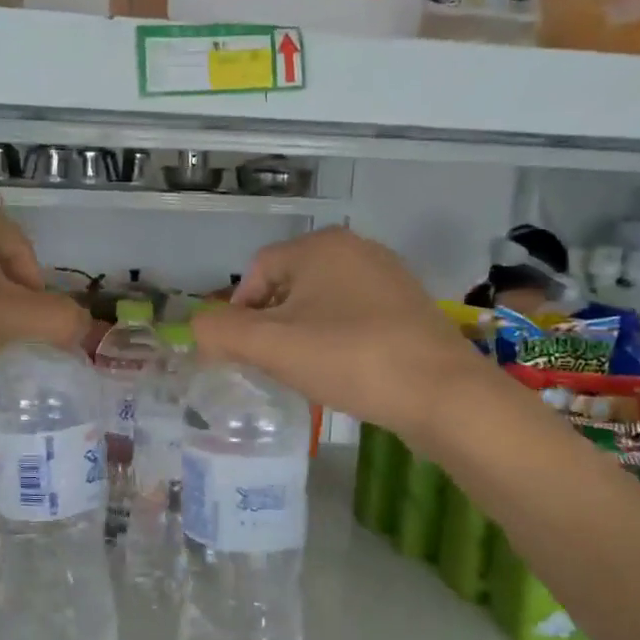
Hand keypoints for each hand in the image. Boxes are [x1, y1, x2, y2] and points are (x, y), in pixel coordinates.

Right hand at [191, 228, 482, 439]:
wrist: (441, 393)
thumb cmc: (349, 359)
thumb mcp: (271, 347)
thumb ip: (221, 332)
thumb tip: (198, 328)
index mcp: (320, 245)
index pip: (256, 271)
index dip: (238, 313)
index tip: (241, 354)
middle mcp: (356, 249)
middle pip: (288, 285)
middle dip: (271, 325)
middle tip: (271, 365)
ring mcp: (388, 277)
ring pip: (321, 303)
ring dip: (303, 334)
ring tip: (305, 372)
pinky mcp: (409, 307)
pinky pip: (353, 317)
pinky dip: (336, 340)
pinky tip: (343, 371)